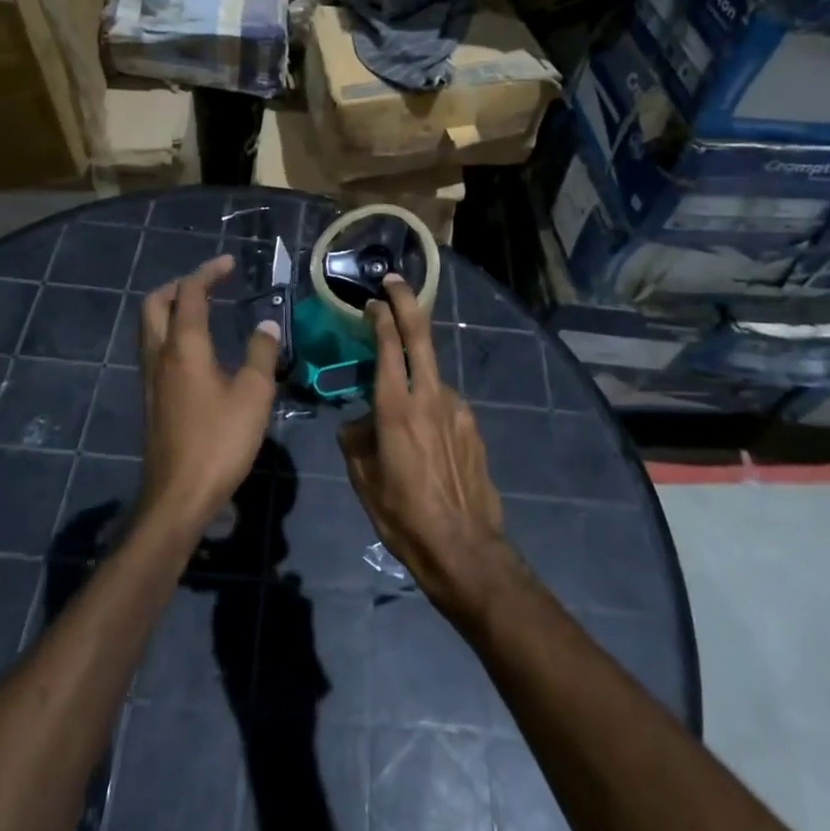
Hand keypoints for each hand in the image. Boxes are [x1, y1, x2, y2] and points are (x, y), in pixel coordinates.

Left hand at [137, 254, 278, 533]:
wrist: (177, 497)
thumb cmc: (219, 441)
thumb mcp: (254, 395)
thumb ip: (261, 353)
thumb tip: (266, 324)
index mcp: (184, 346)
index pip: (190, 294)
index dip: (208, 272)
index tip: (228, 263)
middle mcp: (159, 355)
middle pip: (155, 304)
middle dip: (179, 285)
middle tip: (209, 284)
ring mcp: (150, 378)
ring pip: (150, 327)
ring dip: (172, 309)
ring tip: (203, 311)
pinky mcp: (151, 399)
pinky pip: (155, 349)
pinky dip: (171, 333)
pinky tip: (196, 351)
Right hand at [338, 276, 513, 623]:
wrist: (465, 549)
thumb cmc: (403, 516)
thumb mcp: (363, 479)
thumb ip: (356, 439)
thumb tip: (358, 422)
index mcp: (396, 407)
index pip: (387, 345)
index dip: (380, 316)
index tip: (371, 301)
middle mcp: (430, 396)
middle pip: (419, 335)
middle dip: (406, 302)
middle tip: (394, 282)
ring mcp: (457, 409)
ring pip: (431, 374)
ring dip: (415, 371)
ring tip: (400, 407)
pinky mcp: (473, 426)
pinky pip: (445, 404)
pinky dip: (430, 404)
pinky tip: (425, 437)